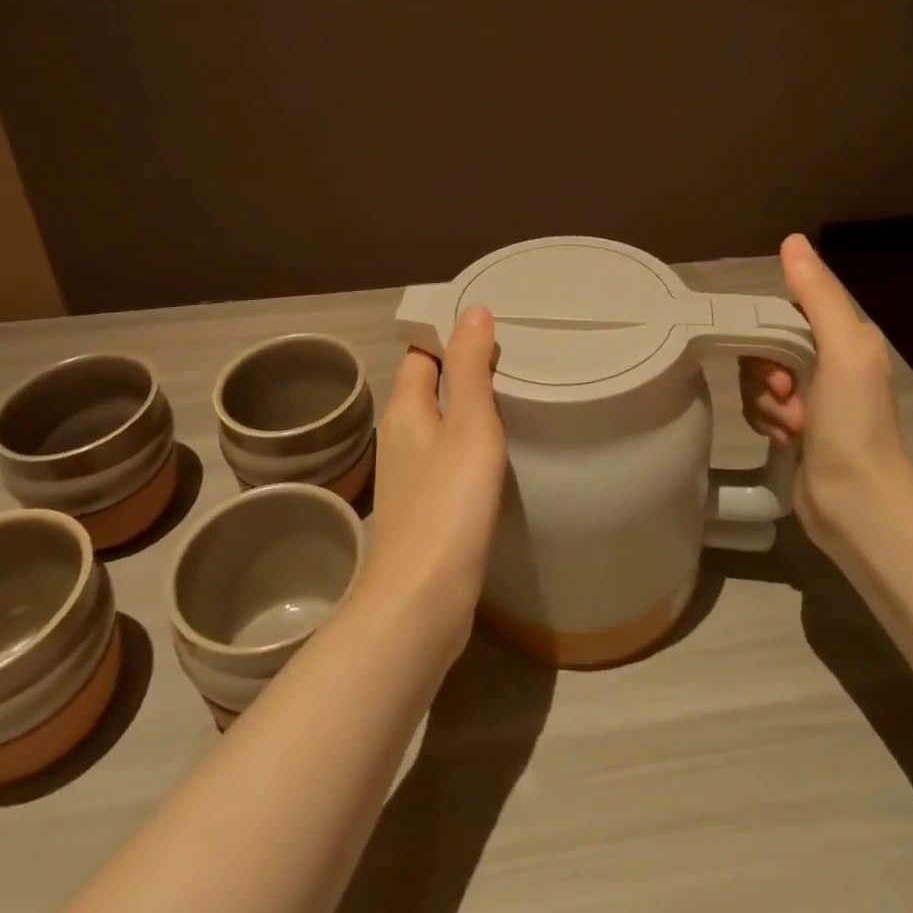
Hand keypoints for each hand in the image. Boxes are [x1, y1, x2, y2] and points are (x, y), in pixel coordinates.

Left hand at [361, 308, 509, 649]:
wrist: (420, 602)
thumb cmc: (448, 504)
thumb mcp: (468, 425)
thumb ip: (470, 367)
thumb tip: (473, 310)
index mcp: (405, 410)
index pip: (421, 353)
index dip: (447, 333)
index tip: (489, 322)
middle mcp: (400, 436)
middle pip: (428, 386)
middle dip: (462, 367)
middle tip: (513, 355)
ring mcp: (409, 475)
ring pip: (438, 423)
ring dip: (466, 406)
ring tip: (511, 394)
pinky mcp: (424, 508)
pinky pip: (445, 457)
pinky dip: (467, 443)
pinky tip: (496, 452)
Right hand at [740, 234, 912, 547]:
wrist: (858, 506)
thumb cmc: (855, 424)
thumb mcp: (843, 350)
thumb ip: (818, 295)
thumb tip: (793, 240)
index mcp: (846, 338)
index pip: (787, 310)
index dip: (770, 330)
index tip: (778, 361)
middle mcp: (828, 362)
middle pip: (766, 344)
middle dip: (766, 372)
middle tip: (788, 396)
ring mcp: (811, 398)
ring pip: (757, 377)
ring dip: (765, 402)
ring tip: (792, 427)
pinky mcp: (794, 428)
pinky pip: (757, 407)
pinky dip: (765, 422)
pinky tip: (786, 441)